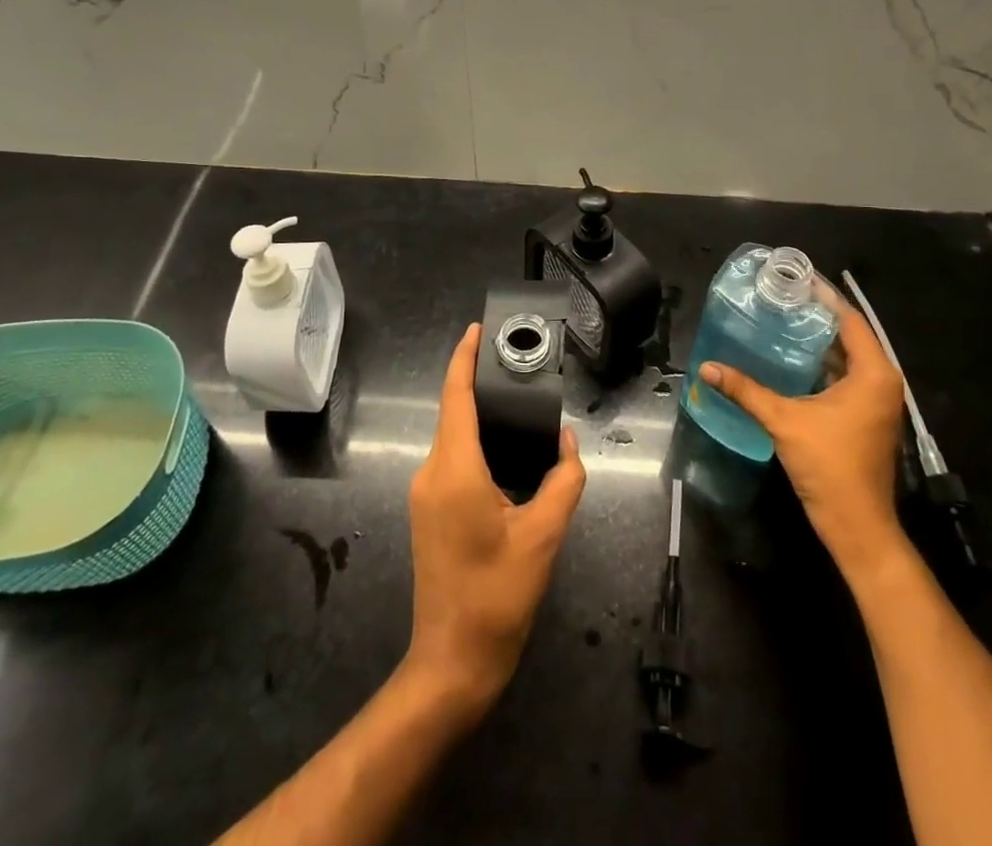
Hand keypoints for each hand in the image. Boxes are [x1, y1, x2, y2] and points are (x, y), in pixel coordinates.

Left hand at [404, 323, 586, 715]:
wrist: (452, 662)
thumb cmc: (498, 595)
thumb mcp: (544, 535)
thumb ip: (563, 479)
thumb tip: (567, 442)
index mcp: (454, 469)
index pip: (455, 396)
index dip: (464, 358)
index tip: (477, 329)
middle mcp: (430, 472)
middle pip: (453, 412)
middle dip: (479, 384)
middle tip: (517, 366)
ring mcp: (424, 493)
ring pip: (453, 437)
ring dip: (479, 416)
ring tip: (518, 403)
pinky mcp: (428, 511)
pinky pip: (452, 459)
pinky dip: (475, 442)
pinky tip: (505, 449)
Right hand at [701, 279, 908, 581]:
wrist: (856, 526)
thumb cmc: (829, 467)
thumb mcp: (784, 421)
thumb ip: (746, 390)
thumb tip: (708, 367)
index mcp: (873, 374)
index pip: (850, 320)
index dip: (823, 297)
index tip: (795, 278)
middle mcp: (881, 382)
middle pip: (849, 336)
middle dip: (816, 316)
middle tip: (780, 297)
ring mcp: (875, 402)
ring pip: (846, 359)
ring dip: (816, 341)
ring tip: (780, 320)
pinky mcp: (864, 417)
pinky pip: (843, 378)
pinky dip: (819, 365)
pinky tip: (788, 360)